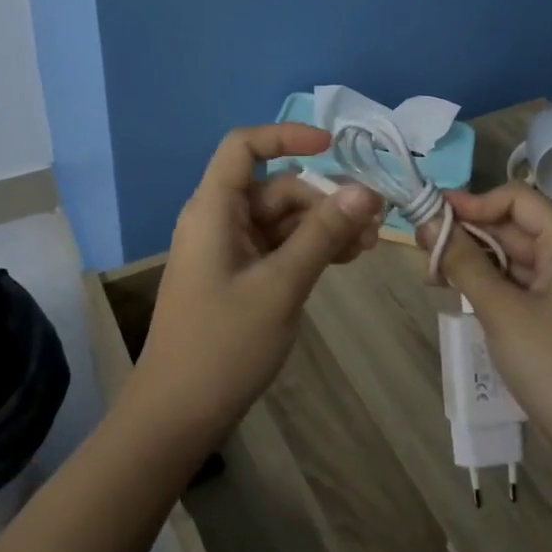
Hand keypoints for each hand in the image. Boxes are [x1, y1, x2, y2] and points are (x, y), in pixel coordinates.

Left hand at [129, 124, 383, 441]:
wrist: (177, 415)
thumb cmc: (224, 344)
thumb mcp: (281, 285)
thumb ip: (322, 234)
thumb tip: (364, 190)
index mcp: (214, 209)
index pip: (244, 146)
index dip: (286, 136)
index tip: (332, 147)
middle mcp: (218, 220)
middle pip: (275, 188)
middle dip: (324, 198)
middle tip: (374, 221)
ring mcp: (228, 250)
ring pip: (282, 220)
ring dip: (324, 226)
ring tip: (369, 244)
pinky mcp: (238, 276)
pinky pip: (278, 247)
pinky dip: (309, 249)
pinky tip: (346, 259)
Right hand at [419, 184, 551, 465]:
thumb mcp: (501, 310)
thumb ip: (463, 262)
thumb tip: (426, 223)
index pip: (517, 199)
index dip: (475, 202)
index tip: (433, 214)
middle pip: (512, 226)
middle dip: (466, 232)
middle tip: (421, 244)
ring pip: (509, 256)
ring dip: (471, 258)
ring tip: (430, 270)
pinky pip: (514, 283)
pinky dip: (484, 282)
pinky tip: (452, 291)